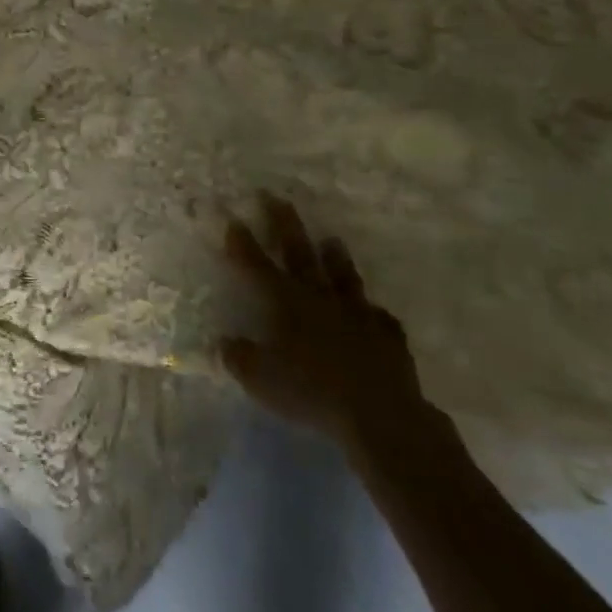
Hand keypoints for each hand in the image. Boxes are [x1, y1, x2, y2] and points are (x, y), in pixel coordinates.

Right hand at [220, 193, 429, 448]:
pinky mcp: (388, 335)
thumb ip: (239, 359)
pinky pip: (379, 318)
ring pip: (343, 276)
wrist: (379, 414)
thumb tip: (223, 343)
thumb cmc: (311, 392)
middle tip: (276, 198)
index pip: (257, 265)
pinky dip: (374, 313)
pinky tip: (374, 312)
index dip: (242, 243)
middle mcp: (320, 298)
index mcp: (286, 303)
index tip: (233, 218)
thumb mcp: (261, 380)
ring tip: (331, 239)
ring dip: (335, 258)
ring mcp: (357, 313)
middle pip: (299, 253)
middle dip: (285, 225)